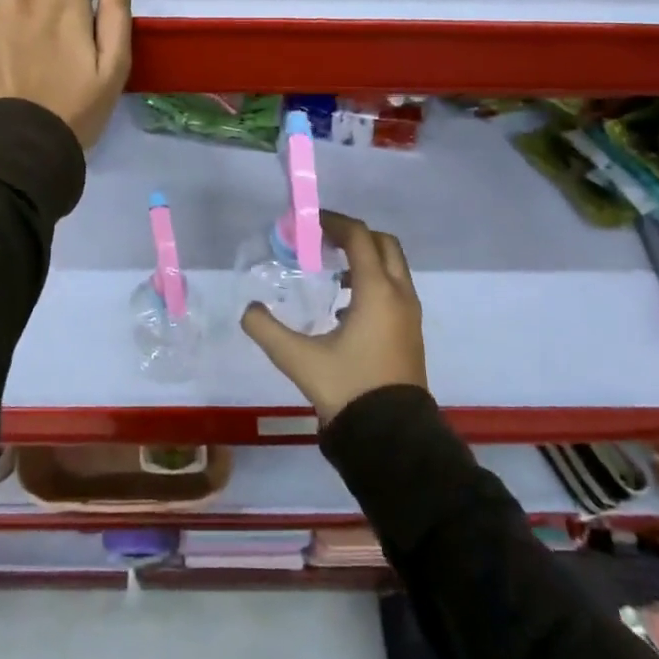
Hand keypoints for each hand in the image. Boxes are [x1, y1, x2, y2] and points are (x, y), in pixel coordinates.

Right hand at [240, 211, 428, 423]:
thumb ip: (267, 330)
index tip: (309, 222)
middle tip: (323, 240)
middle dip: (354, 235)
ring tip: (331, 271)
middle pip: (383, 244)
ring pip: (392, 267)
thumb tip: (248, 310)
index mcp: (377, 291)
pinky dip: (373, 281)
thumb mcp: (298, 359)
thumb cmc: (348, 388)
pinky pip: (394, 289)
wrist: (392, 436)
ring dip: (365, 259)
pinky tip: (344, 306)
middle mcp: (399, 295)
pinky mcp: (410, 332)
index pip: (359, 237)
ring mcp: (409, 314)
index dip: (334, 222)